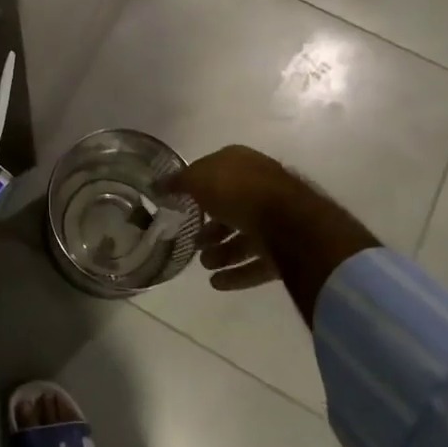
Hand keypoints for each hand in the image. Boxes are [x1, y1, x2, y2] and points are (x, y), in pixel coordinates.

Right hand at [163, 146, 377, 320]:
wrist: (288, 220)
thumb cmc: (237, 190)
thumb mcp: (198, 179)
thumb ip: (178, 182)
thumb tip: (159, 184)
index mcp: (241, 162)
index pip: (214, 172)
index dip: (197, 188)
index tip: (181, 206)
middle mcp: (260, 186)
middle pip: (230, 208)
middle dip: (211, 228)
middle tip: (193, 242)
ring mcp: (277, 217)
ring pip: (245, 237)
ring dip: (222, 252)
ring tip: (204, 265)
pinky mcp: (289, 248)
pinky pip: (258, 262)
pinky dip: (238, 273)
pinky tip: (217, 283)